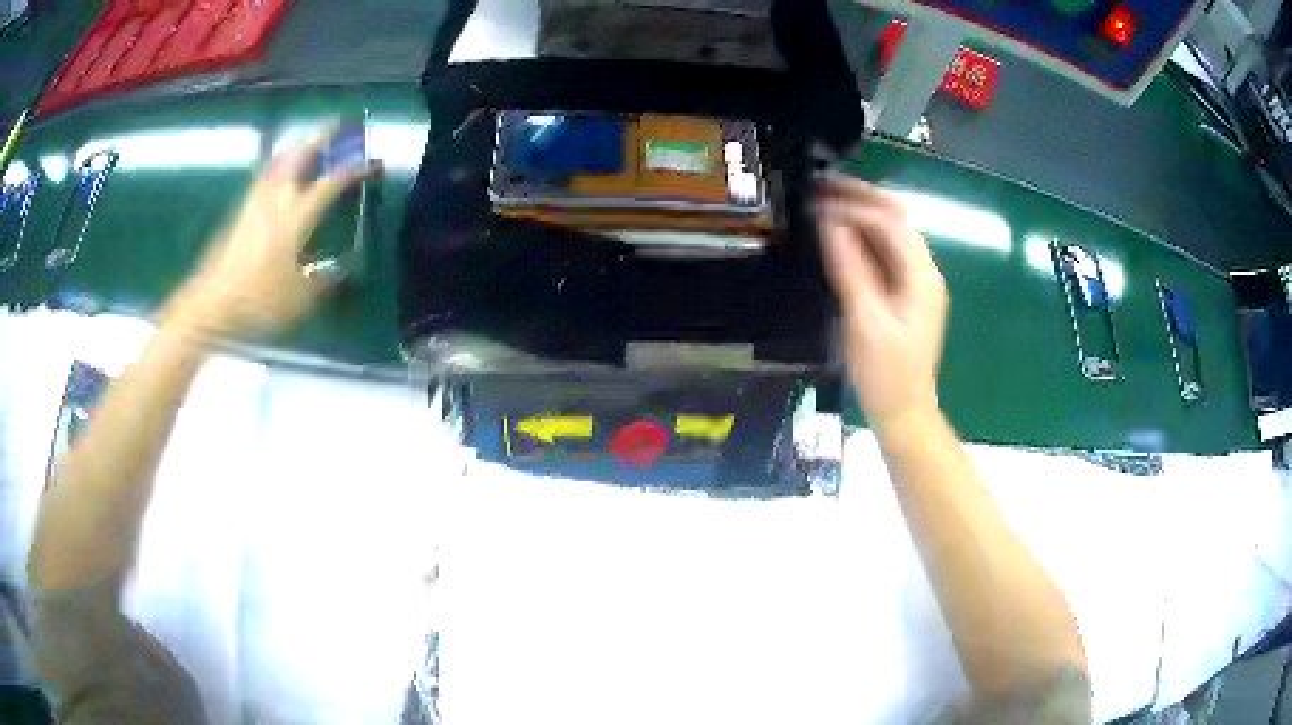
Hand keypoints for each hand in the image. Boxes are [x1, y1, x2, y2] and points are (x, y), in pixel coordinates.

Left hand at [161, 127, 379, 341]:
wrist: (211, 305)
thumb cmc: (259, 301)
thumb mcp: (300, 299)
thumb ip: (324, 281)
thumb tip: (341, 270)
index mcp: (297, 215)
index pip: (332, 181)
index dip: (355, 168)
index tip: (374, 162)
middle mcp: (276, 198)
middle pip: (300, 155)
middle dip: (321, 136)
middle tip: (337, 125)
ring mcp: (254, 202)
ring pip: (278, 161)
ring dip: (296, 146)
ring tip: (306, 141)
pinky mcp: (238, 212)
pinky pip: (263, 176)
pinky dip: (277, 165)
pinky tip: (277, 173)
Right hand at [816, 174, 948, 429]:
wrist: (903, 412)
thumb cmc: (886, 373)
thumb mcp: (865, 321)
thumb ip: (851, 269)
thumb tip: (831, 223)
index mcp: (921, 276)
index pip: (890, 222)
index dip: (854, 205)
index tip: (817, 200)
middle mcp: (925, 271)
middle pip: (896, 219)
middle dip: (861, 199)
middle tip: (821, 189)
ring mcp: (917, 282)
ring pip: (891, 234)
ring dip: (861, 216)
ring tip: (825, 205)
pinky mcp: (906, 294)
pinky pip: (886, 254)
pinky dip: (863, 239)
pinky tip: (840, 237)